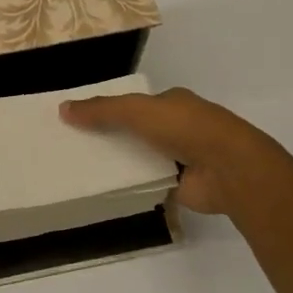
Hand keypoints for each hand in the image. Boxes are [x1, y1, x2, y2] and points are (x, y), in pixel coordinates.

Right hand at [60, 86, 271, 216]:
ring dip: (122, 162)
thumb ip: (102, 110)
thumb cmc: (186, 128)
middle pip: (138, 131)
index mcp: (174, 102)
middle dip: (112, 137)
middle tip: (76, 146)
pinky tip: (107, 190)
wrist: (229, 169)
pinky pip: (149, 183)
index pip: (137, 103)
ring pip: (142, 157)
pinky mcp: (182, 185)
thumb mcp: (137, 111)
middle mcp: (179, 127)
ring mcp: (183, 157)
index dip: (110, 108)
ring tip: (83, 169)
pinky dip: (133, 186)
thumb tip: (62, 109)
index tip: (81, 119)